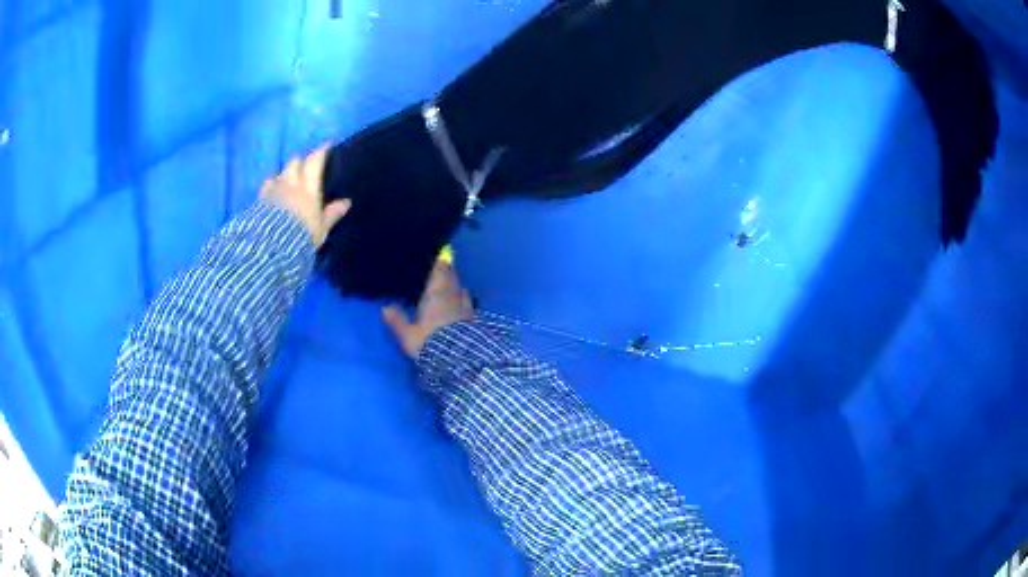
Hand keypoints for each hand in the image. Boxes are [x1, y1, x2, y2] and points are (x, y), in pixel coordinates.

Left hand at [261, 146, 350, 248]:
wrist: (272, 248)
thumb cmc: (301, 237)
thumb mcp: (320, 229)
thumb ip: (331, 214)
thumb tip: (346, 202)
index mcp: (308, 189)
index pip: (314, 162)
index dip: (321, 151)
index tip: (327, 145)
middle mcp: (291, 184)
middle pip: (295, 163)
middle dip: (301, 161)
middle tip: (306, 164)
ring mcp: (274, 191)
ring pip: (280, 172)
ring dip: (286, 172)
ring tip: (289, 177)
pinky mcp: (261, 200)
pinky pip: (267, 185)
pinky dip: (272, 183)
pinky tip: (273, 188)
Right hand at [383, 261, 474, 358]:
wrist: (459, 360)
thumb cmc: (430, 342)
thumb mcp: (408, 335)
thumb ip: (397, 320)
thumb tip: (385, 308)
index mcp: (437, 293)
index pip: (440, 271)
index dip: (440, 262)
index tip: (440, 253)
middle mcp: (454, 295)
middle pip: (453, 278)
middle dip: (448, 271)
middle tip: (443, 266)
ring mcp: (467, 308)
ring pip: (462, 290)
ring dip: (456, 285)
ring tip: (450, 285)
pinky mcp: (474, 321)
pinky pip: (468, 304)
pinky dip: (463, 301)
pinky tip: (460, 306)